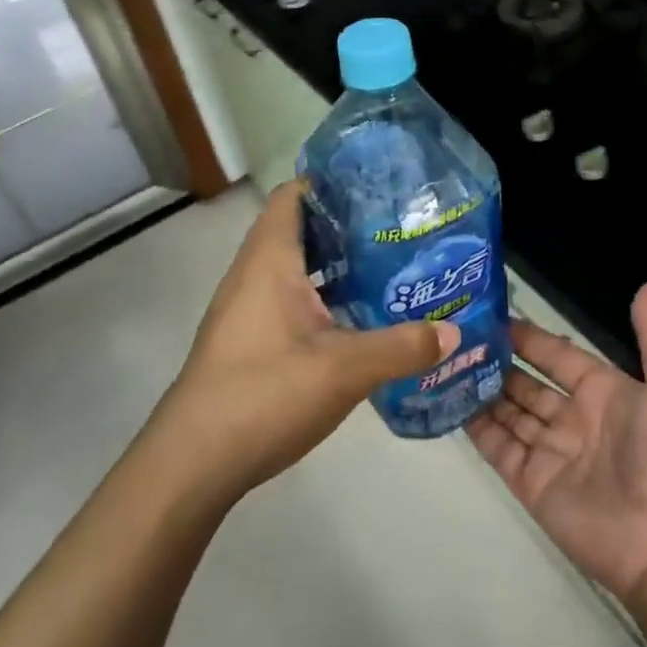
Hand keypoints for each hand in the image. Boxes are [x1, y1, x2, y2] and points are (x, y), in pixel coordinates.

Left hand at [152, 181, 458, 500]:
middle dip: (346, 224)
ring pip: (296, 268)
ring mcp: (247, 309)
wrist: (192, 464)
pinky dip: (322, 298)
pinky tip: (357, 319)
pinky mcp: (248, 340)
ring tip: (388, 267)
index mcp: (270, 260)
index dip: (331, 182)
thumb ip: (403, 347)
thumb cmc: (264, 394)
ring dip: (336, 265)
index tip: (378, 186)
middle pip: (300, 229)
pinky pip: (290, 299)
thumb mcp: (344, 370)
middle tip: (398, 228)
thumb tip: (454, 333)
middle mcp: (254, 274)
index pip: (294, 195)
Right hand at [468, 285, 646, 607]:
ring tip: (448, 364)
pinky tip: (451, 404)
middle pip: (527, 383)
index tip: (494, 316)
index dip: (530, 337)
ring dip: (483, 390)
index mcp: (603, 392)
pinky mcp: (531, 484)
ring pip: (509, 412)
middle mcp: (573, 418)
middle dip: (499, 362)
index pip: (558, 355)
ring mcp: (550, 452)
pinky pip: (499, 449)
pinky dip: (476, 428)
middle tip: (459, 338)